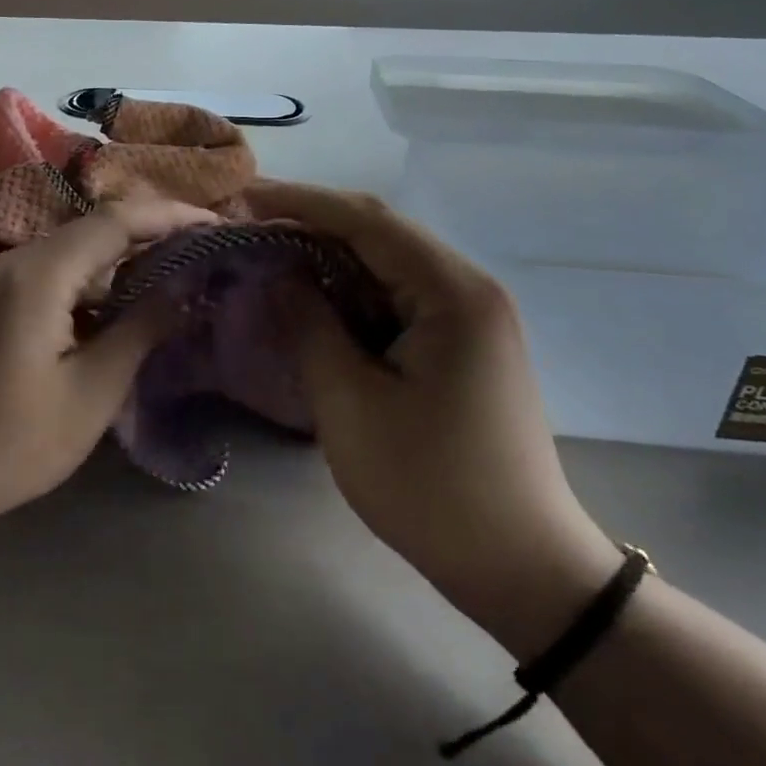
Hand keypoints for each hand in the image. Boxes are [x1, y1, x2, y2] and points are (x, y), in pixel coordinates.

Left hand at [0, 198, 217, 534]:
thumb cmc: (11, 443)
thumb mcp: (92, 391)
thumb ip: (142, 329)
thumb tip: (187, 289)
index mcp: (41, 273)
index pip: (118, 221)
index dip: (171, 217)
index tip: (218, 226)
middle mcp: (17, 260)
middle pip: (97, 228)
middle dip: (153, 234)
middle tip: (204, 252)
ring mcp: (0, 280)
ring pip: (76, 251)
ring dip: (124, 259)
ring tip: (175, 276)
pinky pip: (55, 273)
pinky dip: (95, 281)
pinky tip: (121, 306)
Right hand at [246, 181, 620, 655]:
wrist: (522, 568)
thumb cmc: (432, 488)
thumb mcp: (351, 405)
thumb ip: (309, 326)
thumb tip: (278, 274)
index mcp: (452, 292)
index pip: (367, 221)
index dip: (300, 202)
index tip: (243, 196)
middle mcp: (469, 288)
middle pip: (381, 233)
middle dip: (311, 222)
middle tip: (247, 222)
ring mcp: (470, 315)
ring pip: (388, 263)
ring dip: (329, 255)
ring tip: (269, 253)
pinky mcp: (462, 342)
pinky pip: (398, 296)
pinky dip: (352, 290)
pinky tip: (314, 297)